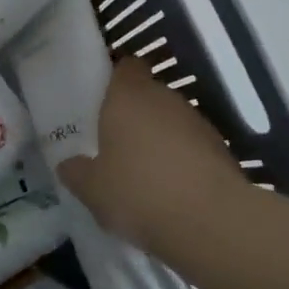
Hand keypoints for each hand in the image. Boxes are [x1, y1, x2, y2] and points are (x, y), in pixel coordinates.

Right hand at [57, 59, 248, 252]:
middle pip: (147, 94)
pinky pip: (190, 144)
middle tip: (112, 141)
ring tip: (141, 169)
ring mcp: (197, 121)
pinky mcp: (220, 147)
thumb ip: (76, 172)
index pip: (125, 67)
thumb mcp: (92, 189)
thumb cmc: (138, 192)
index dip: (114, 78)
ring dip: (157, 137)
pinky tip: (168, 188)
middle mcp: (165, 98)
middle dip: (132, 114)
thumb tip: (69, 165)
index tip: (100, 100)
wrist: (211, 221)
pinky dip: (180, 158)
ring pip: (170, 120)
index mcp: (128, 96)